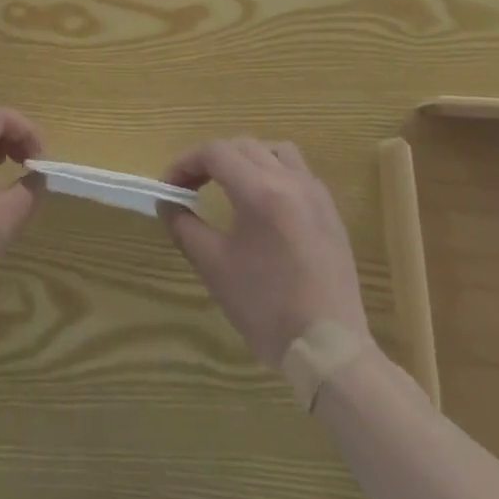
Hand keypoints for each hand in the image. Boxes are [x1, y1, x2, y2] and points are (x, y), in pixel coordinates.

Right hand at [159, 138, 367, 366]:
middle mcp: (290, 181)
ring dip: (246, 159)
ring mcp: (315, 194)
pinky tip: (264, 204)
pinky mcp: (330, 213)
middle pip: (242, 146)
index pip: (214, 152)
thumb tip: (168, 203)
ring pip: (275, 151)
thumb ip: (184, 226)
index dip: (185, 163)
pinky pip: (298, 172)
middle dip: (211, 159)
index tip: (169, 187)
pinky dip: (274, 173)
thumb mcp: (214, 266)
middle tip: (191, 186)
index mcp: (260, 191)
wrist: (329, 351)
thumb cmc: (266, 308)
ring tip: (230, 185)